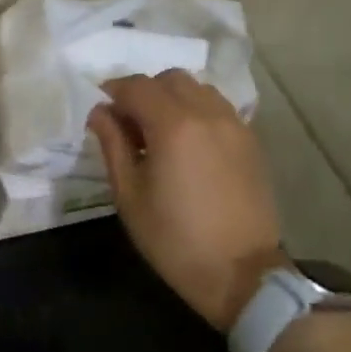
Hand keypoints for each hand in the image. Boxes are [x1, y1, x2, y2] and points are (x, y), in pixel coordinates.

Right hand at [87, 70, 284, 330]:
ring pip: (198, 90)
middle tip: (127, 123)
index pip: (137, 86)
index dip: (113, 92)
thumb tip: (100, 114)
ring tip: (157, 133)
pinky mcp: (251, 142)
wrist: (239, 271)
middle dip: (143, 91)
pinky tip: (185, 144)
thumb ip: (113, 145)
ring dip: (172, 99)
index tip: (99, 111)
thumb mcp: (129, 195)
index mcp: (173, 126)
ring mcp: (235, 125)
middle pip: (170, 79)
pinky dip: (195, 112)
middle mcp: (208, 114)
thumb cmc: (172, 238)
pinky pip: (218, 108)